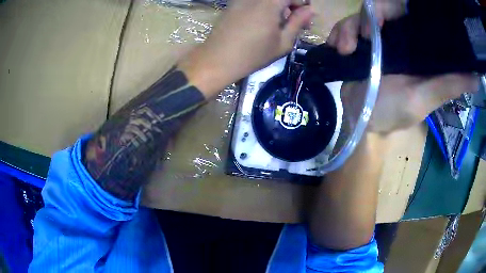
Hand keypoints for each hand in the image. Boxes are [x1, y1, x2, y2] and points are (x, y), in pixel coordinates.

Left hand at [179, 0, 313, 97]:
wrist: (217, 60)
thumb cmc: (253, 55)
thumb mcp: (282, 42)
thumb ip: (297, 23)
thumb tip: (310, 10)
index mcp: (270, 4)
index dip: (302, 3)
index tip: (305, 18)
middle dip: (291, 5)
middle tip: (295, 22)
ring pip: (267, 0)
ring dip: (278, 7)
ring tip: (280, 24)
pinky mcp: (233, 4)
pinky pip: (254, 2)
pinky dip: (264, 7)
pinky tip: (264, 22)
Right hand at [328, 0, 477, 133]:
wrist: (361, 120)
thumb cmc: (394, 111)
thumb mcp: (425, 97)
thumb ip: (449, 84)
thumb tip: (476, 78)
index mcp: (416, 45)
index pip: (407, 12)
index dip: (392, 6)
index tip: (383, 19)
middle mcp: (397, 37)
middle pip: (379, 9)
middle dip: (367, 17)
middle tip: (363, 37)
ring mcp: (376, 39)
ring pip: (359, 17)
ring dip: (348, 28)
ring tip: (345, 49)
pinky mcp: (357, 44)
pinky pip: (345, 27)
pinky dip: (338, 34)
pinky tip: (338, 48)